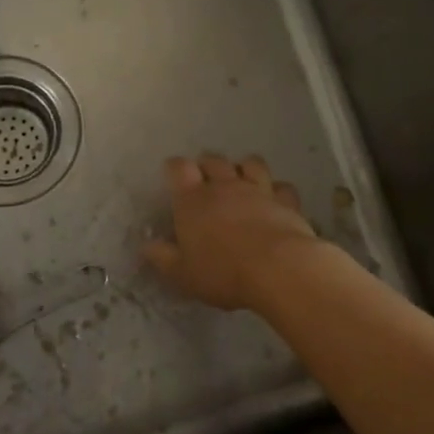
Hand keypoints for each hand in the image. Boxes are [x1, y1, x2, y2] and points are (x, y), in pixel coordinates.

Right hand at [141, 153, 322, 310]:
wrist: (278, 269)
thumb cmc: (223, 272)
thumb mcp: (183, 274)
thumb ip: (163, 257)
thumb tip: (147, 245)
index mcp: (193, 199)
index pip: (179, 168)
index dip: (174, 168)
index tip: (172, 174)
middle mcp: (225, 186)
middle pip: (214, 160)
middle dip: (207, 164)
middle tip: (205, 178)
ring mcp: (258, 190)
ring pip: (250, 163)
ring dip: (244, 167)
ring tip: (241, 180)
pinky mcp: (286, 201)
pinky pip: (282, 186)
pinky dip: (277, 190)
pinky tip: (275, 200)